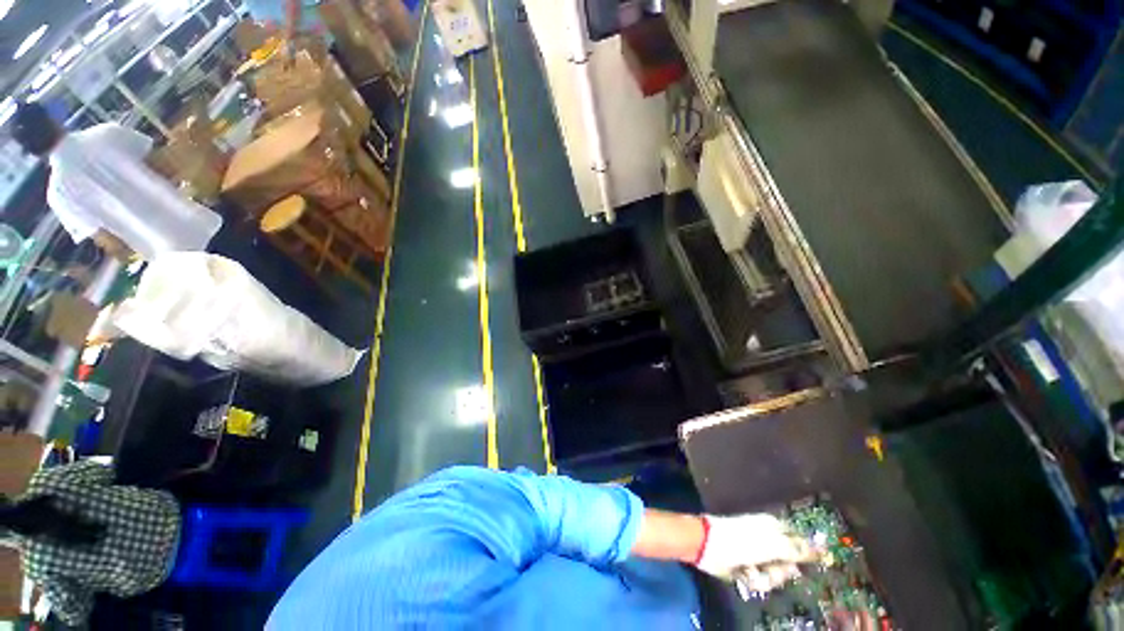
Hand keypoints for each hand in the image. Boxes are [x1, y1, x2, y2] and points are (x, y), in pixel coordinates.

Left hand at [695, 513, 811, 581]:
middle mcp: (770, 542)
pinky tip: (742, 573)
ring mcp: (758, 555)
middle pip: (790, 567)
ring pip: (775, 577)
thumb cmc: (742, 541)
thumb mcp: (774, 545)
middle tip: (767, 569)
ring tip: (750, 570)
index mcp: (776, 529)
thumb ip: (800, 549)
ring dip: (764, 578)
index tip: (800, 567)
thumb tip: (824, 549)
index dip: (804, 559)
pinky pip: (760, 581)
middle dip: (779, 573)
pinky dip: (752, 580)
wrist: (708, 545)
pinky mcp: (747, 567)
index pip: (802, 546)